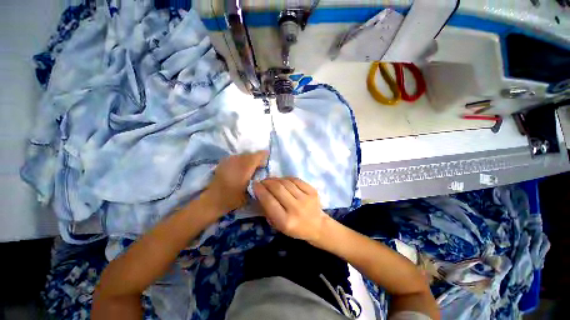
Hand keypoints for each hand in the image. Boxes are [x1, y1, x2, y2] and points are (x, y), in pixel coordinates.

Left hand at [206, 151, 267, 211]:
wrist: (213, 200)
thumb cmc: (233, 199)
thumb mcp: (250, 192)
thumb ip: (257, 180)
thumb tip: (262, 172)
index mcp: (244, 168)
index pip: (257, 156)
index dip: (263, 155)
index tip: (267, 157)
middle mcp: (237, 161)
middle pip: (250, 154)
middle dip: (256, 158)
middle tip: (260, 165)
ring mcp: (228, 161)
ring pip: (242, 155)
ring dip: (248, 158)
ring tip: (251, 166)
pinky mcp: (223, 163)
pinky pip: (235, 158)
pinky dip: (240, 160)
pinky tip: (241, 167)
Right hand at [253, 177, 328, 242]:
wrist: (318, 226)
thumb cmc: (296, 228)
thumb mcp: (278, 225)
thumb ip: (268, 210)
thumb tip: (260, 193)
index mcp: (286, 221)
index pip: (269, 201)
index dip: (260, 191)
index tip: (254, 185)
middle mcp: (296, 208)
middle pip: (277, 188)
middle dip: (267, 182)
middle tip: (262, 181)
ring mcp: (306, 198)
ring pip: (286, 182)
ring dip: (276, 179)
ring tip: (271, 180)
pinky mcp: (312, 191)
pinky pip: (296, 180)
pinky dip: (286, 178)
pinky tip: (283, 180)